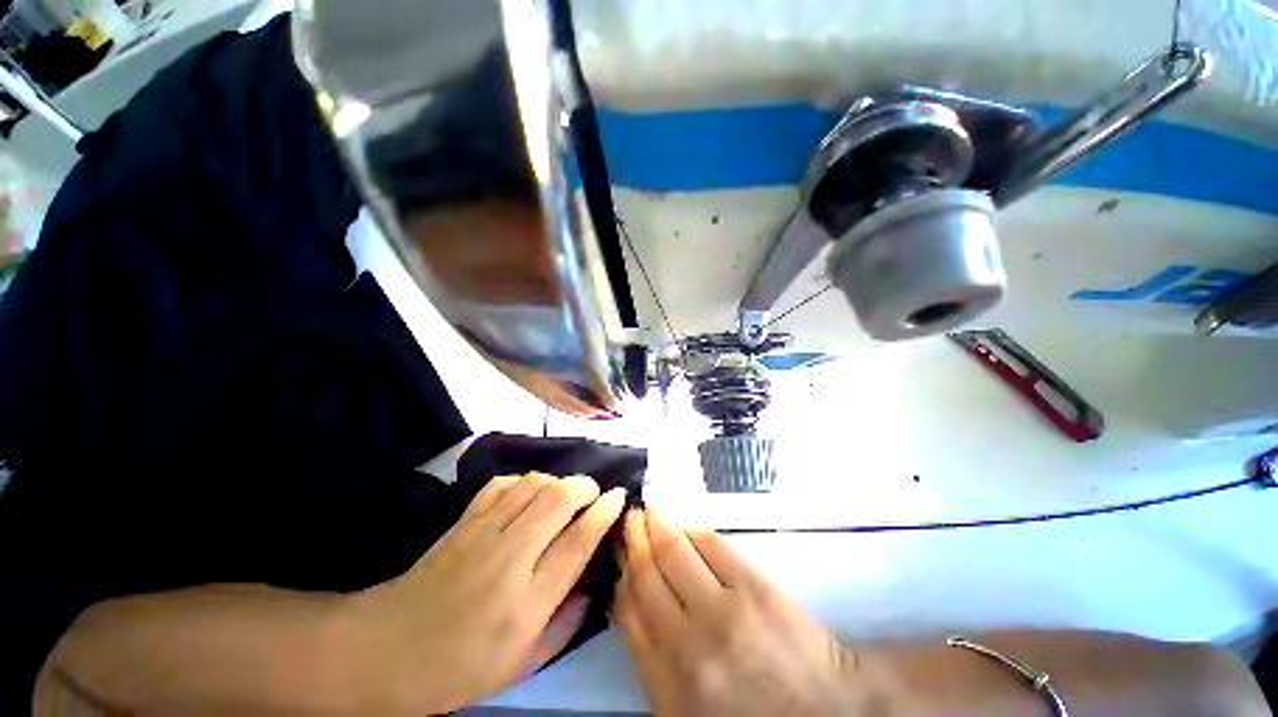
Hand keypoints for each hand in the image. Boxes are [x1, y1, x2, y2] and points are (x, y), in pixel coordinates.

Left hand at [351, 472, 625, 712]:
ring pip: (532, 485)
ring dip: (557, 480)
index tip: (618, 496)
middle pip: (558, 500)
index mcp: (526, 604)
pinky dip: (524, 480)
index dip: (603, 513)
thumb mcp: (519, 667)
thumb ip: (564, 626)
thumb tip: (592, 586)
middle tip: (593, 492)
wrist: (383, 650)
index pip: (577, 543)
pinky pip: (502, 484)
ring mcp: (482, 534)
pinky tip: (529, 493)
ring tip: (564, 493)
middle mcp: (508, 560)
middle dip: (584, 486)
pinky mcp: (462, 521)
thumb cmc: (456, 668)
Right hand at [614, 508, 876, 716]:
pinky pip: (709, 543)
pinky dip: (690, 527)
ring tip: (648, 508)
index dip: (620, 574)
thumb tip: (630, 600)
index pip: (628, 612)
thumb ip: (653, 660)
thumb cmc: (752, 712)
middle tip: (629, 518)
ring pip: (673, 551)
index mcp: (667, 682)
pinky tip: (683, 522)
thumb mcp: (687, 708)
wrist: (828, 712)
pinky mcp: (753, 586)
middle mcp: (687, 642)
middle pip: (647, 574)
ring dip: (656, 524)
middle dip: (634, 540)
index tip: (618, 553)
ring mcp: (722, 610)